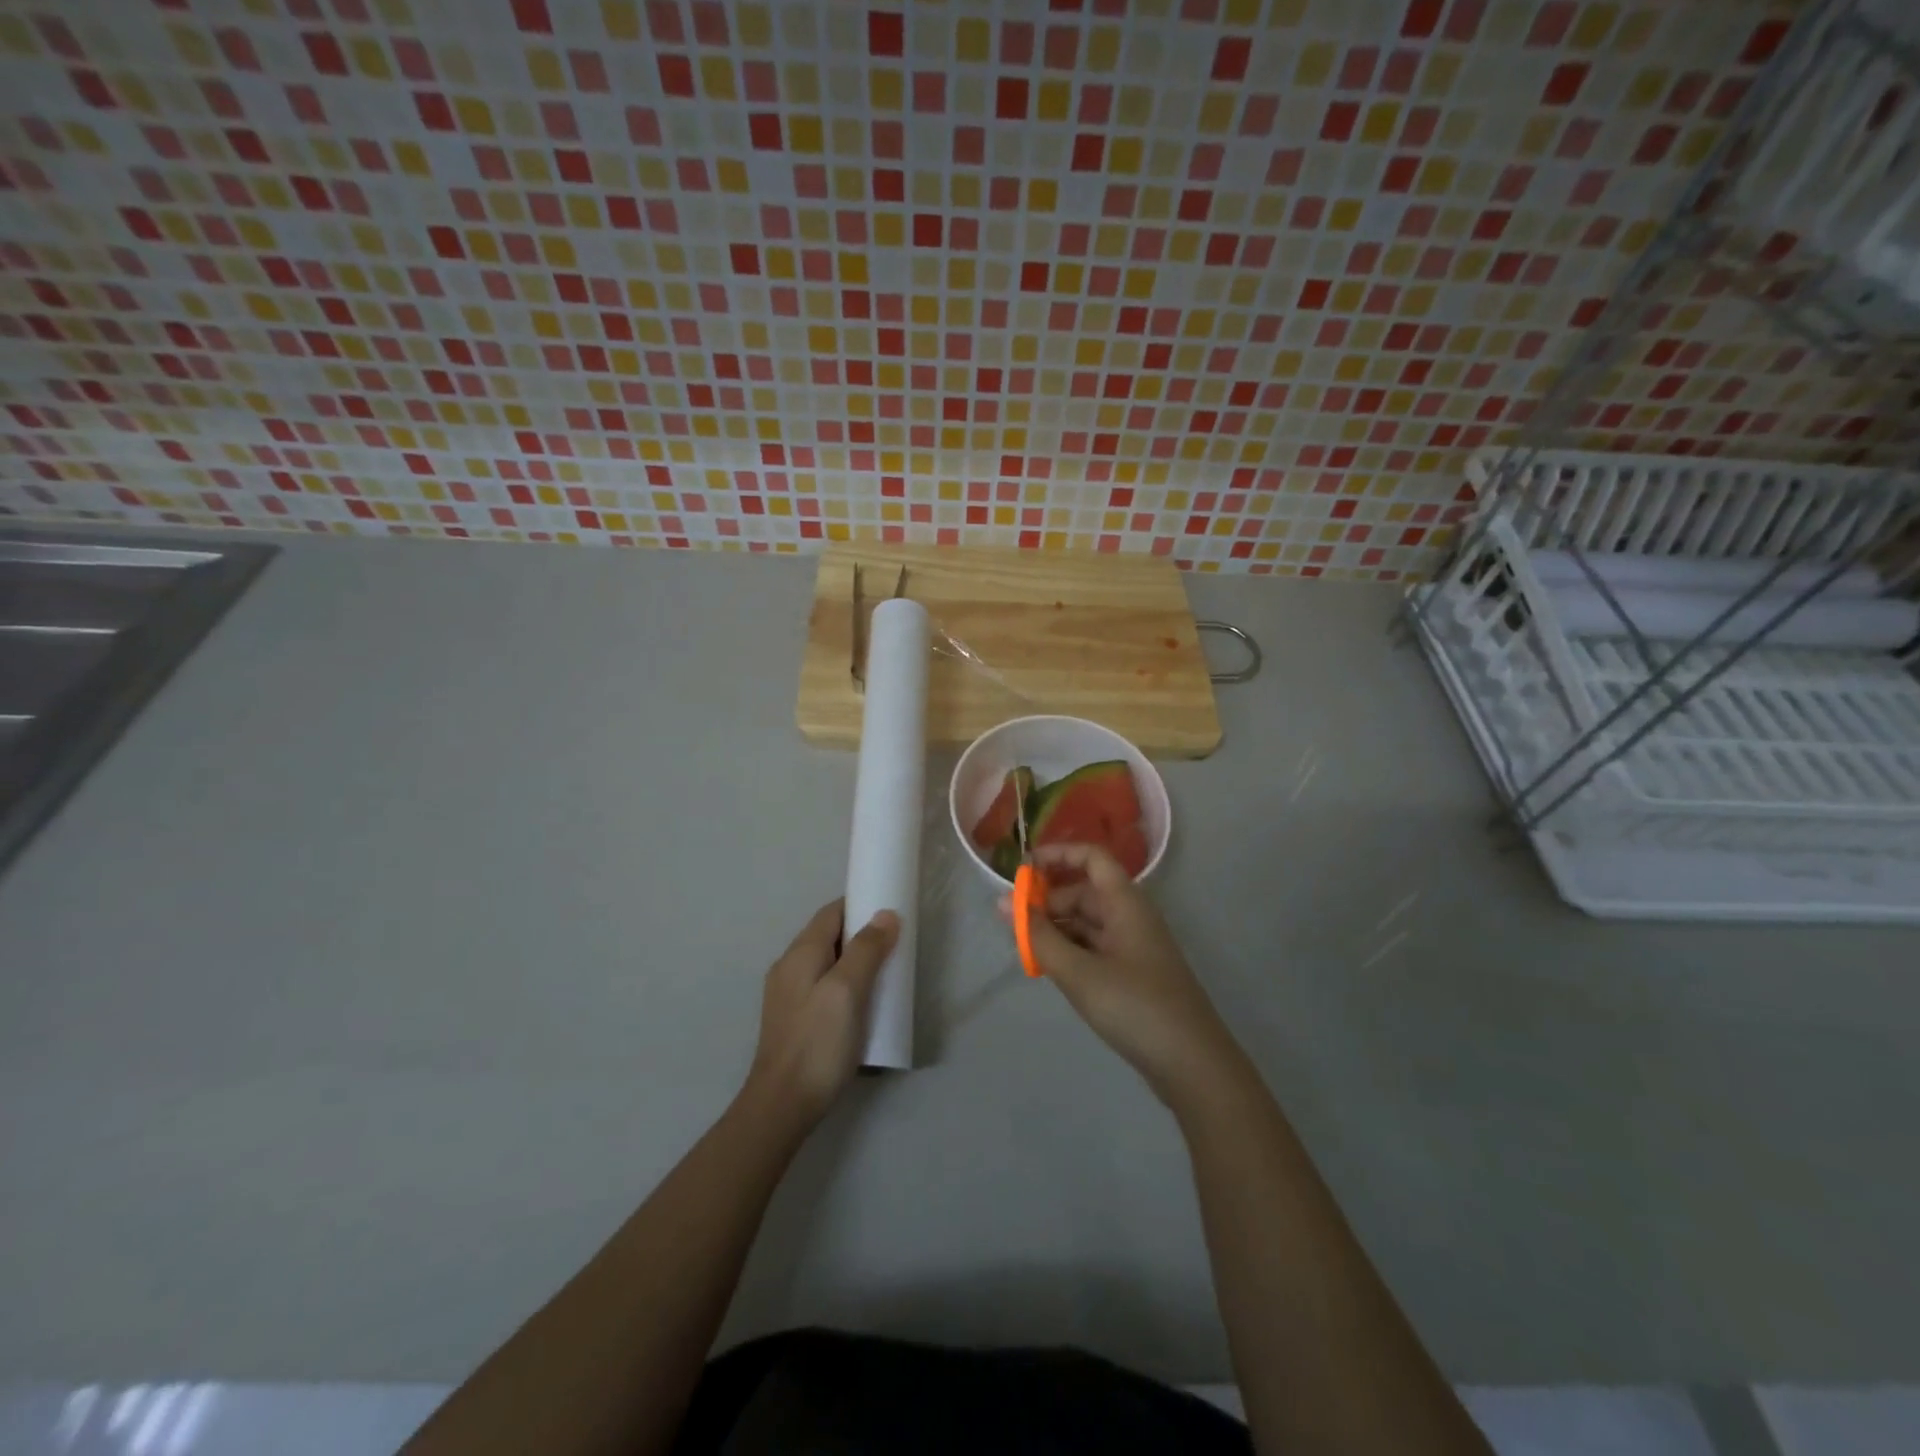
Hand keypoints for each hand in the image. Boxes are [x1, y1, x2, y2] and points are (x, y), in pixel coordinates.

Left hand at [746, 899, 899, 1127]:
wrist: (782, 1105)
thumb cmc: (818, 1043)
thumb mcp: (847, 991)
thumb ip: (866, 950)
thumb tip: (885, 914)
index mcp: (800, 953)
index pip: (832, 912)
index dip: (860, 906)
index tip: (891, 912)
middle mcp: (789, 967)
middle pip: (829, 935)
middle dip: (861, 935)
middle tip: (895, 946)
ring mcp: (788, 994)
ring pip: (827, 962)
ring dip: (855, 961)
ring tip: (884, 974)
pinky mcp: (794, 1018)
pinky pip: (823, 985)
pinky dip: (845, 983)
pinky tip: (862, 1003)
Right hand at [1013, 845, 1237, 1107]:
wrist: (1193, 1065)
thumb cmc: (1136, 1008)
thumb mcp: (1079, 972)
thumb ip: (1039, 937)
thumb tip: (1003, 903)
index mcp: (1125, 903)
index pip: (1091, 858)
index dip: (1057, 855)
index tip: (1021, 870)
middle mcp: (1131, 917)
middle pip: (1084, 892)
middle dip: (1047, 903)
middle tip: (1013, 926)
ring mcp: (1133, 947)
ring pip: (1086, 923)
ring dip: (1055, 930)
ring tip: (1025, 951)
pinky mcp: (1132, 975)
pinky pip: (1094, 948)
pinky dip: (1069, 952)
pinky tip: (1049, 970)